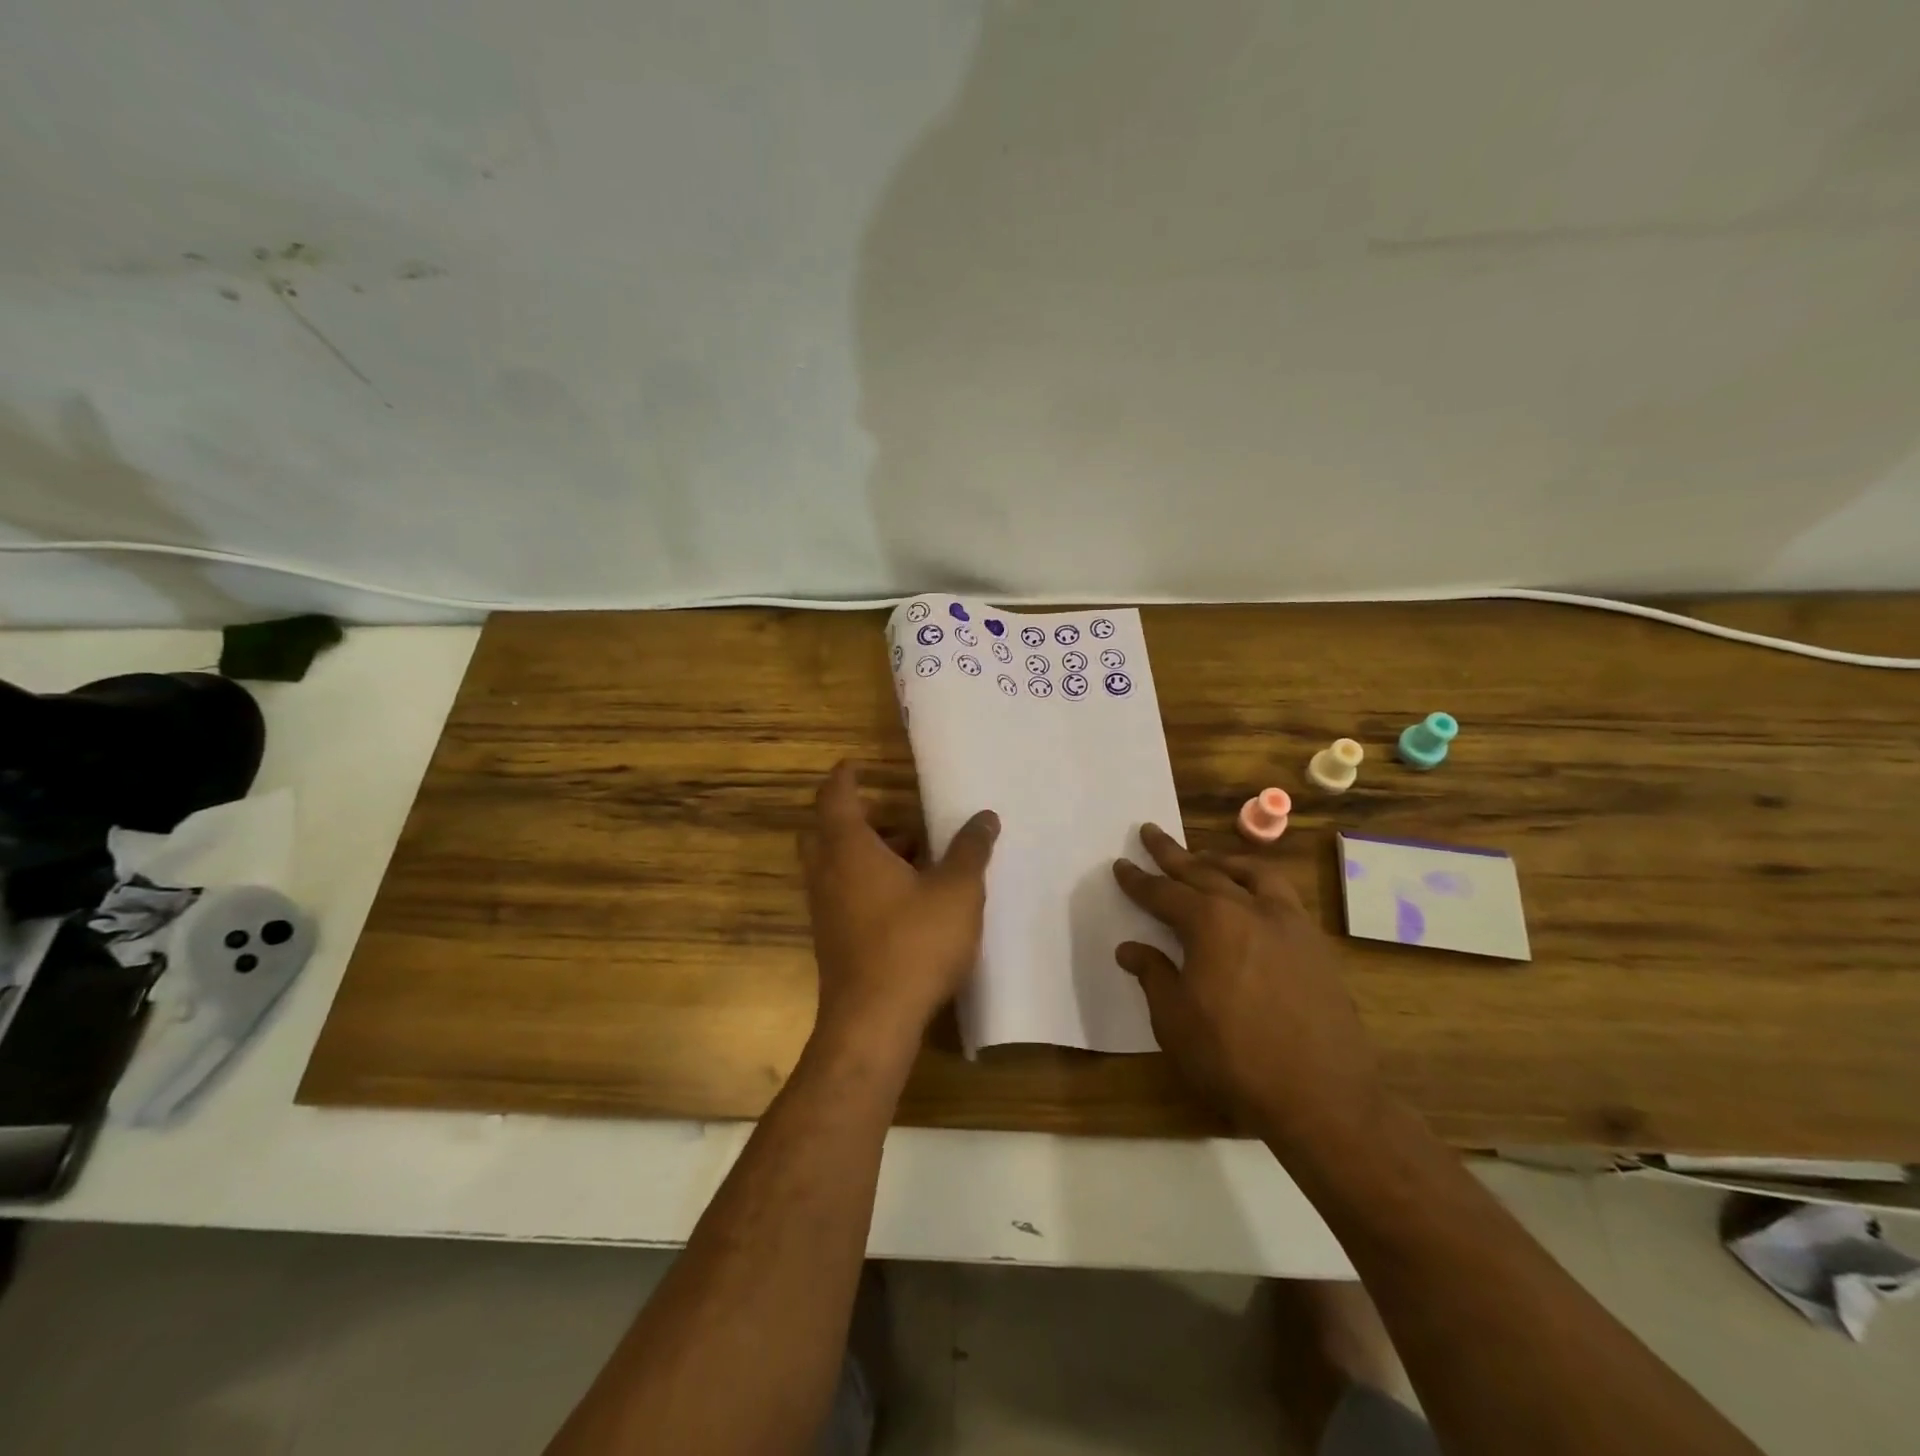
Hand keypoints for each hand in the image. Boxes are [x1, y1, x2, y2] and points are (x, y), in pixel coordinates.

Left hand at [800, 761, 999, 1050]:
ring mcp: (825, 909)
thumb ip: (970, 849)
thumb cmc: (914, 943)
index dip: (844, 777)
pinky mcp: (833, 939)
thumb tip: (985, 817)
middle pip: (829, 830)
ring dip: (870, 853)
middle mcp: (828, 873)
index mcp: (849, 849)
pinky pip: (845, 893)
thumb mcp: (957, 890)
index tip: (855, 764)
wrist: (873, 1022)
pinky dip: (868, 882)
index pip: (835, 797)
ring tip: (918, 856)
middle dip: (860, 818)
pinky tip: (909, 899)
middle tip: (896, 816)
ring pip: (838, 865)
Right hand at [1112, 825, 1388, 1154]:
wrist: (1321, 1098)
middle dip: (1173, 854)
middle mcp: (1250, 910)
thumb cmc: (1234, 1058)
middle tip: (1151, 832)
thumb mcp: (1175, 1020)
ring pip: (1253, 874)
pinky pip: (1283, 897)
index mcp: (1210, 923)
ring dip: (1222, 861)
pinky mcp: (1316, 946)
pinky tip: (1254, 900)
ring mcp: (1290, 924)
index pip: (1163, 893)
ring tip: (1205, 858)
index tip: (1121, 864)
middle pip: (1204, 871)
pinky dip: (1259, 885)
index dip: (1138, 881)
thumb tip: (1131, 948)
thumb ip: (1153, 975)